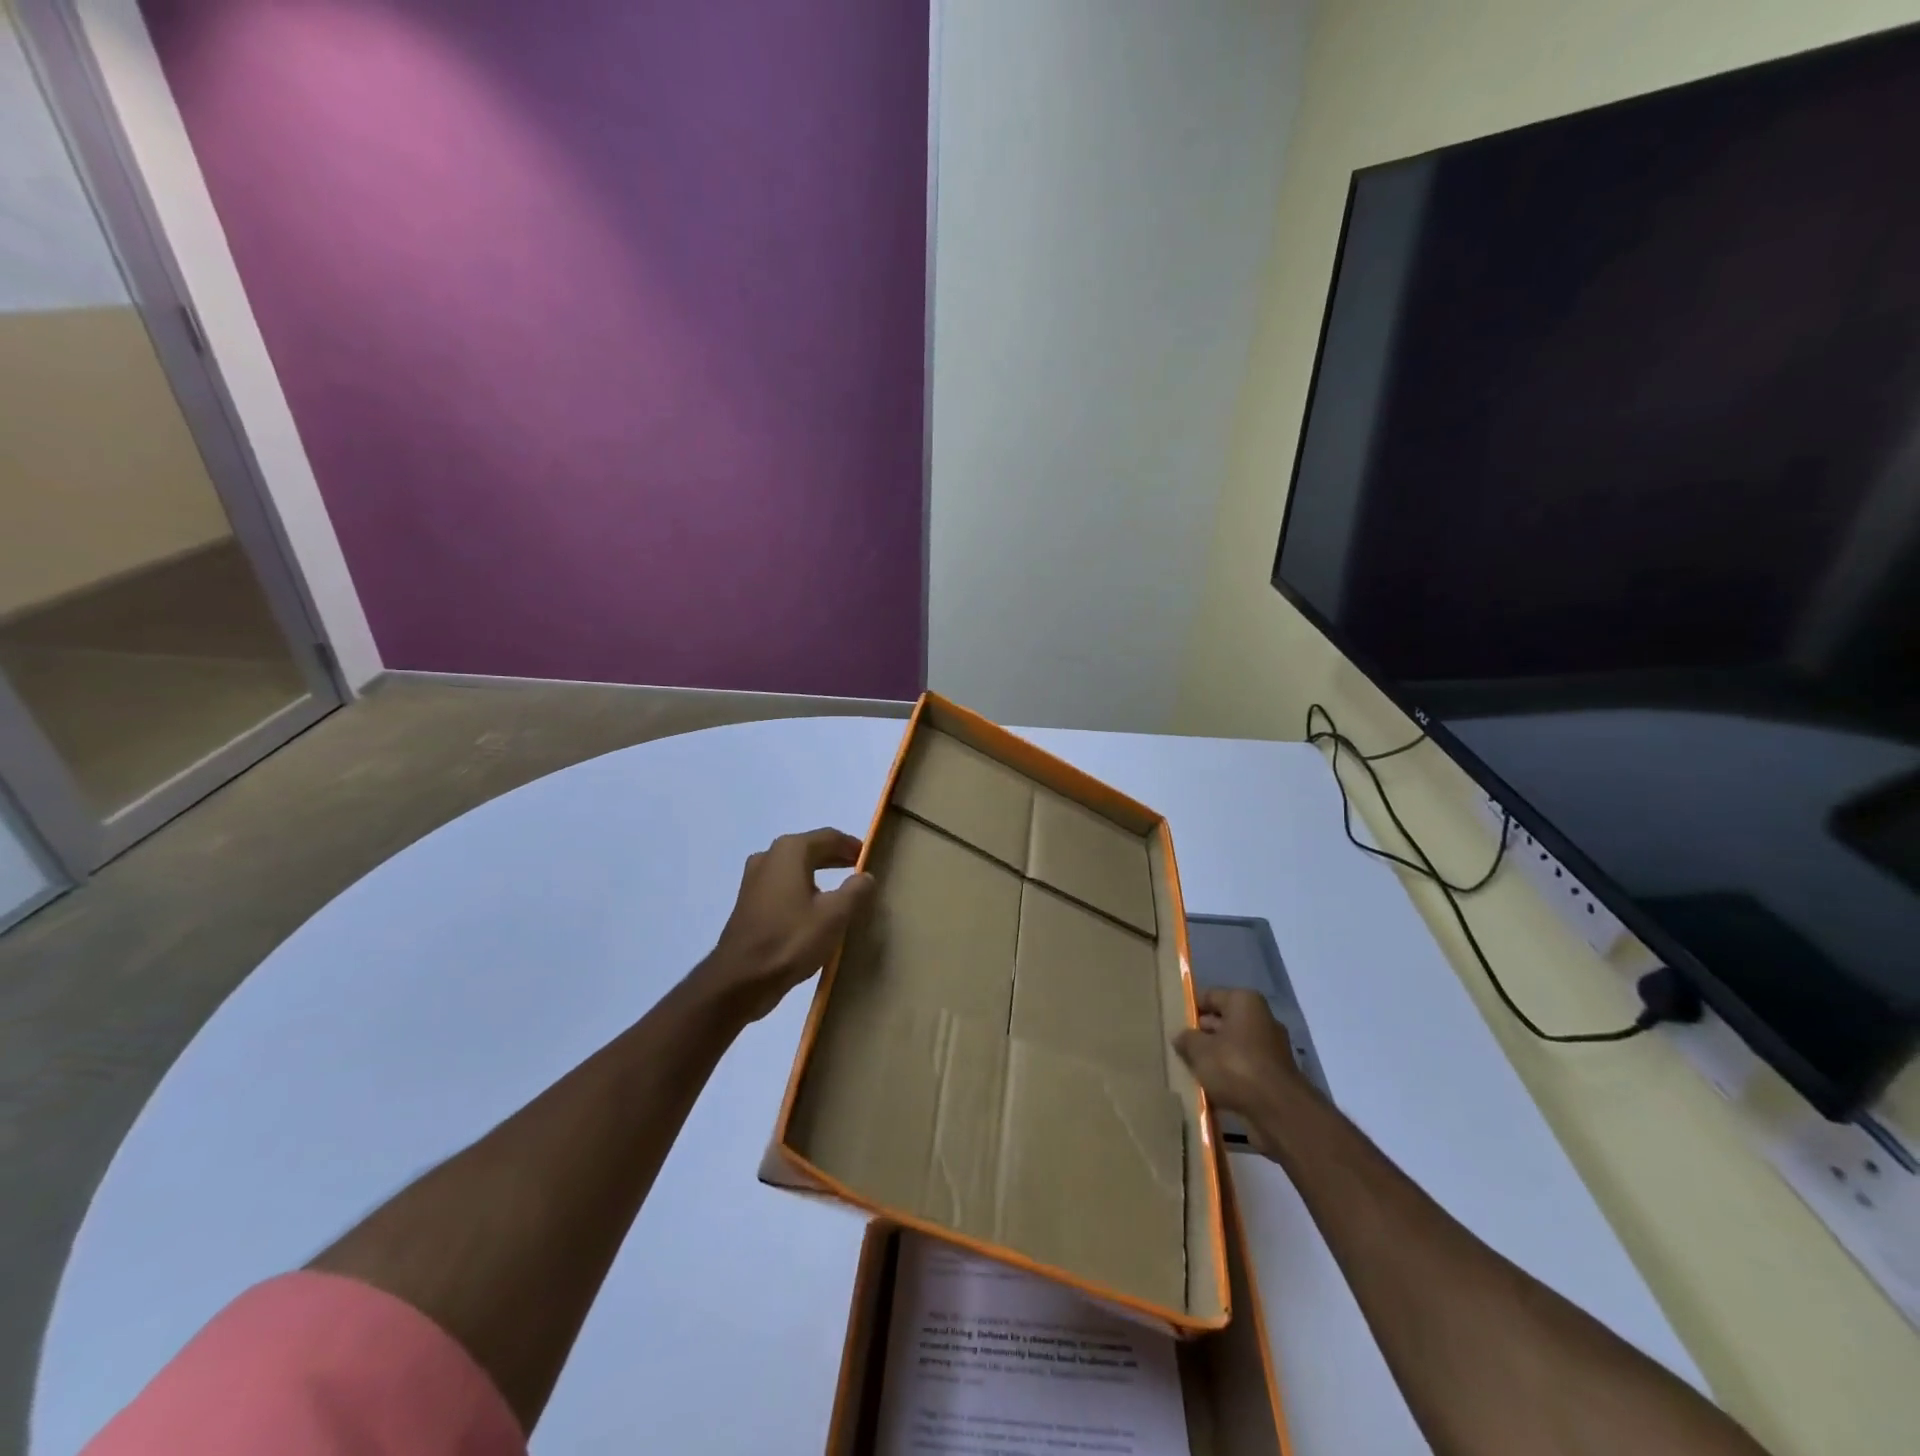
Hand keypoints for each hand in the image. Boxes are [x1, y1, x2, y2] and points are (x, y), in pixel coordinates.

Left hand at [697, 828, 875, 1022]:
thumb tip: (866, 876)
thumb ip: (856, 890)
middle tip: (859, 870)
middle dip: (836, 858)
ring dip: (818, 873)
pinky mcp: (748, 902)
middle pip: (810, 849)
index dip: (852, 845)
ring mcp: (754, 879)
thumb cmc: (791, 940)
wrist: (740, 980)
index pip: (829, 837)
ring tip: (841, 889)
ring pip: (795, 867)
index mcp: (790, 851)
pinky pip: (782, 885)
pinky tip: (814, 907)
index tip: (870, 857)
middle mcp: (769, 856)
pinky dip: (802, 888)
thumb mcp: (835, 915)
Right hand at [1174, 988, 1306, 1156]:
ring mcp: (1272, 1048)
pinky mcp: (1276, 1074)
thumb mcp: (1199, 1050)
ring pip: (1234, 1047)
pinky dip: (1231, 1075)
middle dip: (1203, 1035)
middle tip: (1181, 1049)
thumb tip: (1181, 1036)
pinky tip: (1213, 1088)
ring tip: (1194, 1070)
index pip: (1210, 996)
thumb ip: (1186, 1039)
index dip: (1191, 1009)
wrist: (1279, 1111)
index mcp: (1245, 1002)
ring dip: (1216, 1057)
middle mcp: (1262, 1019)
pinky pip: (1246, 1068)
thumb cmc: (1235, 1067)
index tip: (1175, 1024)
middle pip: (1224, 1021)